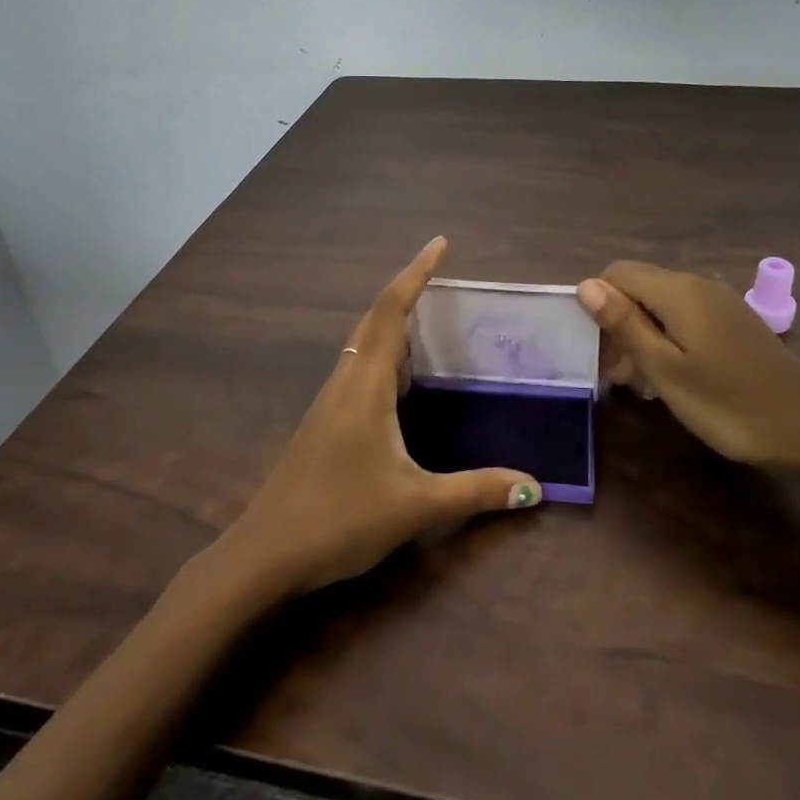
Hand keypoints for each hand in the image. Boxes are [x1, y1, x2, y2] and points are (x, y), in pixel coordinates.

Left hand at [217, 237, 542, 596]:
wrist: (264, 555)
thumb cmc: (339, 519)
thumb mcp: (416, 505)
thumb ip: (476, 491)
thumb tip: (534, 487)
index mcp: (364, 385)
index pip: (390, 312)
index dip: (415, 273)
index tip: (440, 244)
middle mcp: (344, 382)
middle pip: (374, 321)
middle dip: (408, 293)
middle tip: (445, 280)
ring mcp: (329, 403)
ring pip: (363, 346)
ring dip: (394, 325)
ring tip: (433, 322)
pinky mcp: (324, 424)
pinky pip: (358, 371)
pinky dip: (385, 357)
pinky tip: (404, 382)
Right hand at [577, 262, 799, 476]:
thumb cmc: (727, 403)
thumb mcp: (664, 368)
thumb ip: (624, 323)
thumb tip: (586, 284)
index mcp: (677, 290)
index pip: (616, 273)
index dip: (598, 305)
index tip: (599, 351)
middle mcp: (698, 284)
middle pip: (639, 287)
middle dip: (619, 323)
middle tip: (619, 376)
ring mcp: (720, 302)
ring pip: (662, 305)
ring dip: (642, 336)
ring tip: (642, 383)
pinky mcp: (734, 322)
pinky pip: (686, 317)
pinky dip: (669, 340)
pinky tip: (674, 377)